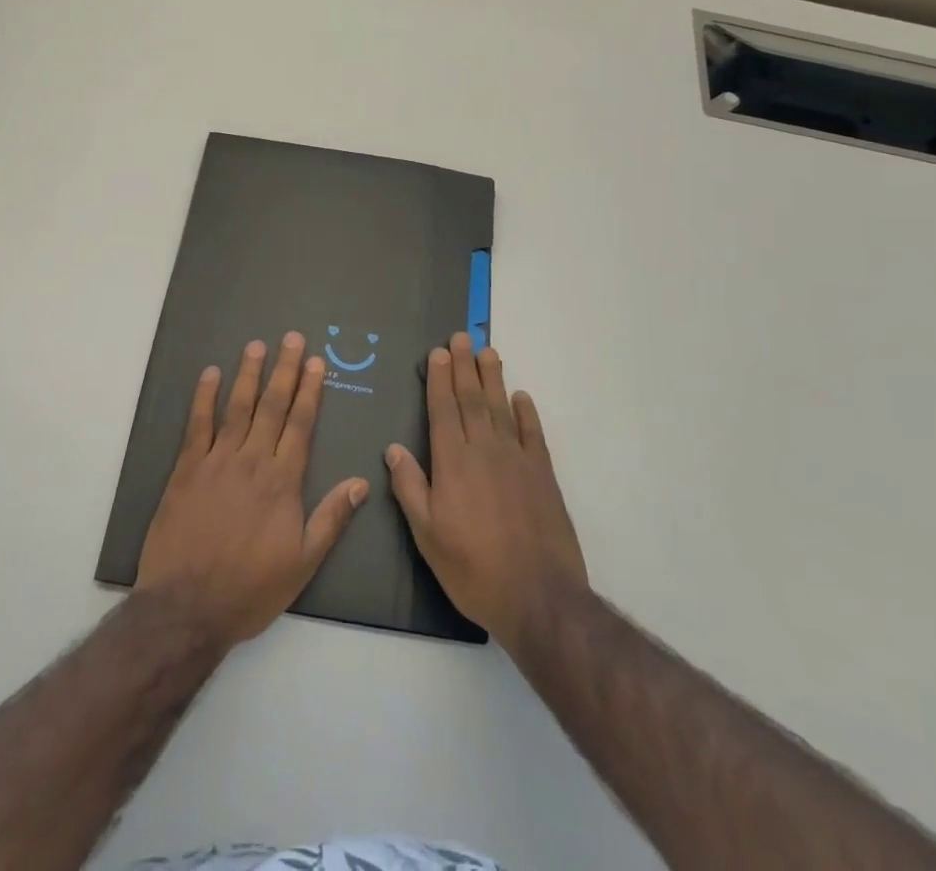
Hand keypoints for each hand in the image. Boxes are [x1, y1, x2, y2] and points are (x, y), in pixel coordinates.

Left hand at [136, 332, 368, 651]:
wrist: (187, 607)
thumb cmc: (250, 588)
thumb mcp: (302, 563)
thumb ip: (331, 519)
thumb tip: (360, 482)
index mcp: (283, 481)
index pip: (301, 424)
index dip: (310, 391)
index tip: (317, 362)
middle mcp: (253, 460)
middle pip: (273, 406)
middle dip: (285, 370)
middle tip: (292, 338)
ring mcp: (217, 461)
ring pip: (237, 407)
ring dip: (248, 374)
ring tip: (257, 345)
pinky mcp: (186, 469)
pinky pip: (197, 425)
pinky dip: (204, 397)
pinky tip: (210, 374)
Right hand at [387, 332, 587, 651]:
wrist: (538, 597)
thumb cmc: (473, 569)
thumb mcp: (427, 536)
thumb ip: (410, 488)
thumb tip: (393, 449)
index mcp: (452, 462)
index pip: (443, 409)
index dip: (439, 379)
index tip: (438, 352)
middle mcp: (484, 450)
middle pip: (471, 399)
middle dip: (464, 367)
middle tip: (461, 337)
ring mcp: (517, 460)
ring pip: (501, 408)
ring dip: (493, 378)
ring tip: (488, 351)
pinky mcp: (543, 474)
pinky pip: (533, 434)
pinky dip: (527, 412)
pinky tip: (521, 396)